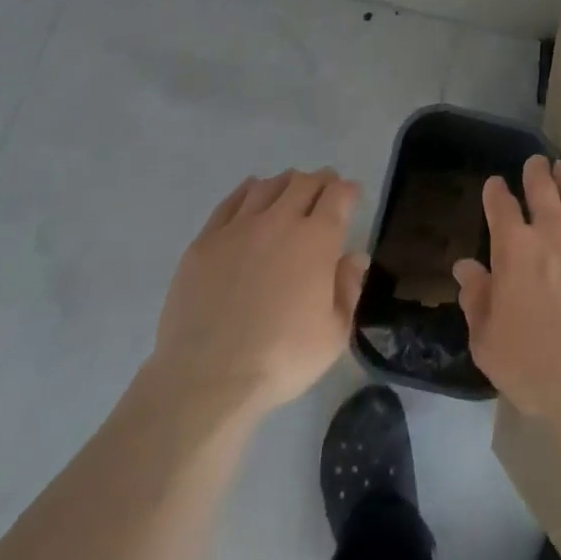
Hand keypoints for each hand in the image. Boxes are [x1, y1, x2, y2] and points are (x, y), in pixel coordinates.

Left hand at [150, 169, 369, 419]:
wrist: (207, 378)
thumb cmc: (281, 359)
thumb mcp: (334, 334)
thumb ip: (348, 289)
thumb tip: (355, 257)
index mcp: (317, 240)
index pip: (338, 195)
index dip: (348, 190)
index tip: (352, 195)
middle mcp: (280, 221)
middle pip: (304, 183)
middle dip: (320, 181)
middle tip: (324, 189)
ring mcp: (238, 228)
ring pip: (267, 186)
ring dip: (285, 183)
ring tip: (289, 190)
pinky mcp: (205, 242)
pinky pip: (230, 202)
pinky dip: (247, 191)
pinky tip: (251, 194)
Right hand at [454, 156, 560, 419]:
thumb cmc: (536, 366)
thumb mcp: (488, 342)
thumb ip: (477, 300)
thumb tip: (466, 268)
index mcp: (515, 249)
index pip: (500, 206)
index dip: (496, 192)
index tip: (495, 184)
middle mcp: (553, 230)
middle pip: (542, 187)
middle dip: (535, 171)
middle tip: (535, 163)